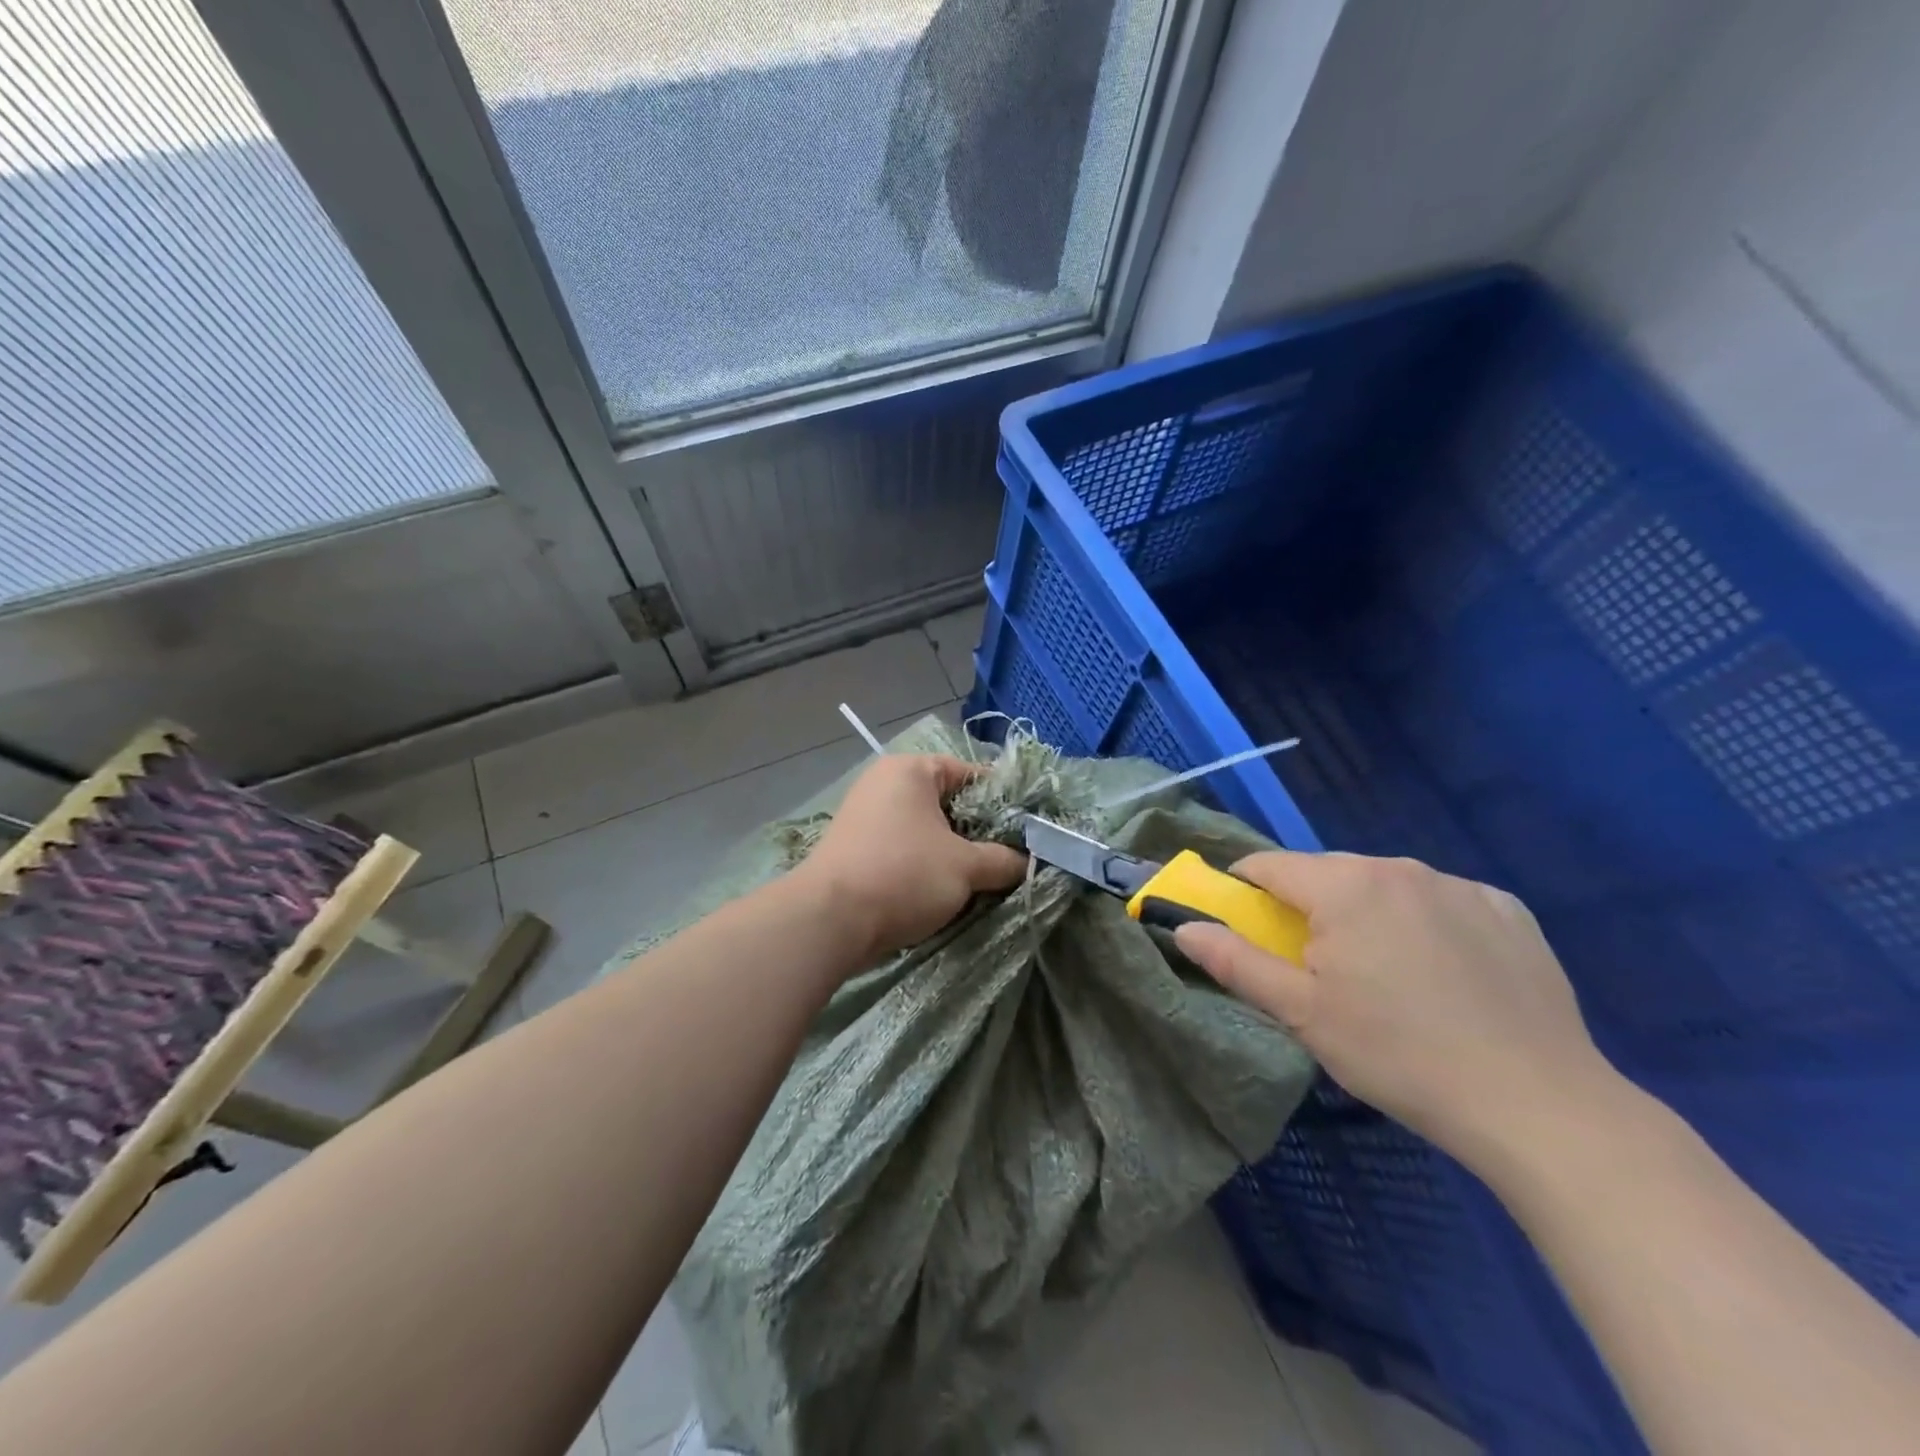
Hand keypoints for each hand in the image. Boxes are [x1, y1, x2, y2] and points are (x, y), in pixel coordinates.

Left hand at [795, 754, 1026, 961]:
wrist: (830, 920)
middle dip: (977, 832)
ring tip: (980, 879)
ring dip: (951, 853)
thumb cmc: (904, 875)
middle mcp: (884, 783)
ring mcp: (864, 815)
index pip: (970, 774)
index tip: (1025, 830)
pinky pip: (902, 848)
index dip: (1003, 801)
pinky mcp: (854, 847)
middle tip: (1006, 859)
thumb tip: (1027, 861)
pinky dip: (924, 864)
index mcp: (911, 770)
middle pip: (947, 802)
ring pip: (925, 829)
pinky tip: (943, 891)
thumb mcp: (966, 867)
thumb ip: (1003, 860)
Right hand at [1174, 852, 1613, 1162]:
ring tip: (1387, 978)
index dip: (1246, 890)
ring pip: (1385, 886)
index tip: (1248, 928)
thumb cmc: (1399, 1056)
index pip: (1270, 866)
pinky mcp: (1508, 909)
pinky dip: (1425, 924)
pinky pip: (1441, 902)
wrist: (1539, 1106)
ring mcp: (1459, 885)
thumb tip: (1183, 927)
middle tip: (1320, 970)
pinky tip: (1445, 976)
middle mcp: (1399, 868)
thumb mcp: (1303, 1014)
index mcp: (1344, 886)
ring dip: (1367, 914)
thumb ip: (1236, 962)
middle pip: (1328, 874)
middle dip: (1310, 908)